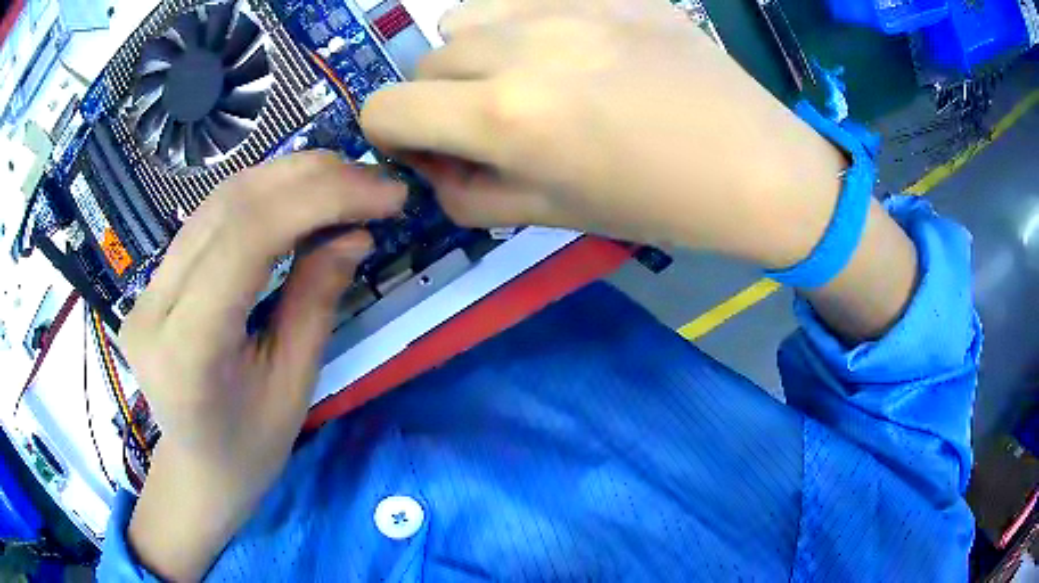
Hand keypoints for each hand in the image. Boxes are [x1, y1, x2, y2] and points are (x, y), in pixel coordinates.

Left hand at [120, 153, 405, 580]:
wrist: (198, 467)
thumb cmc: (250, 448)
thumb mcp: (294, 385)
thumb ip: (317, 300)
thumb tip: (355, 232)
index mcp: (187, 350)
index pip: (245, 240)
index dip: (320, 199)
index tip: (385, 195)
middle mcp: (154, 305)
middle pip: (229, 207)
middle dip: (310, 180)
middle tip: (373, 181)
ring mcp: (147, 287)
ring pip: (218, 201)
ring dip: (288, 178)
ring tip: (346, 181)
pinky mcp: (154, 278)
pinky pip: (210, 218)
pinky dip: (263, 196)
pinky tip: (300, 196)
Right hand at [362, 0, 846, 267]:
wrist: (757, 168)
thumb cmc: (660, 206)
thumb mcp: (551, 215)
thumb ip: (467, 192)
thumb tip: (430, 165)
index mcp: (506, 117)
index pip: (385, 109)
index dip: (391, 136)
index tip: (427, 148)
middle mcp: (522, 47)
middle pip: (425, 63)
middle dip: (440, 100)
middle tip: (492, 123)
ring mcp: (570, 7)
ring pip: (466, 19)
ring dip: (476, 53)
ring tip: (531, 78)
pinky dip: (522, 24)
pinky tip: (570, 48)